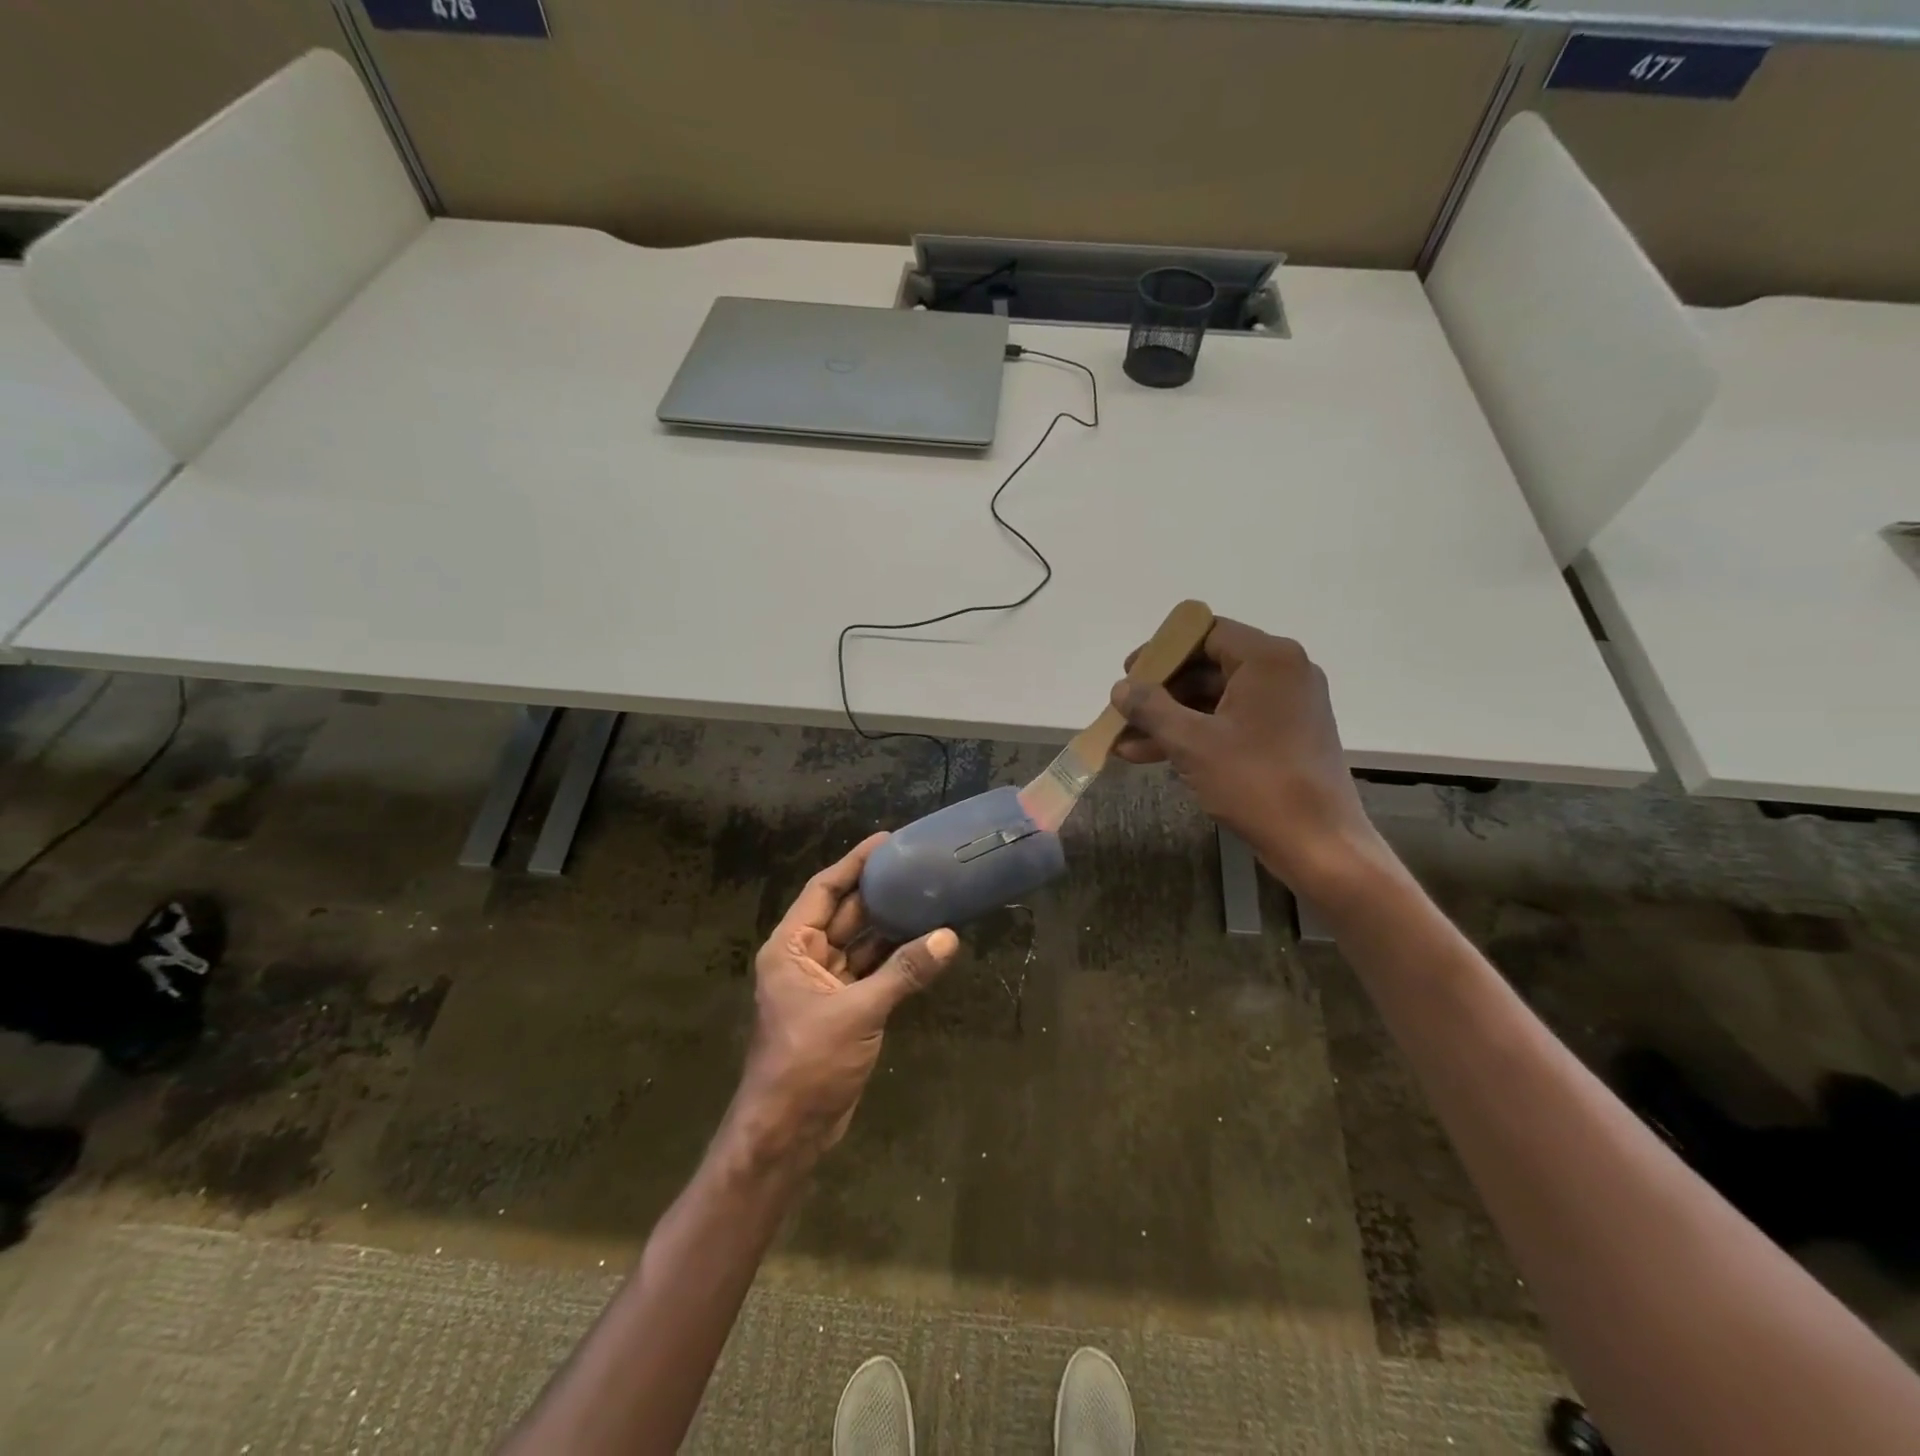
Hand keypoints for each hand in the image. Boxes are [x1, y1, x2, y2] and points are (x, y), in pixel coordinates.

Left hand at [729, 833, 959, 1168]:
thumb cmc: (807, 1063)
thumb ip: (903, 972)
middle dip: (879, 891)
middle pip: (846, 913)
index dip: (854, 863)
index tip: (887, 841)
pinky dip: (897, 959)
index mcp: (791, 948)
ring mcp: (826, 985)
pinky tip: (927, 942)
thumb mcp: (857, 1013)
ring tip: (930, 896)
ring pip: (863, 943)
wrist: (787, 1134)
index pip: (824, 890)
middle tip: (918, 865)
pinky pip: (873, 971)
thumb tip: (949, 936)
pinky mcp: (845, 1009)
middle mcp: (806, 958)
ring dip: (892, 925)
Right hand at [1110, 620, 1385, 901]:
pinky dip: (1196, 734)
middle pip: (1209, 665)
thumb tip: (1121, 688)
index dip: (1162, 650)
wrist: (1318, 843)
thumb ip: (1151, 708)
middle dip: (1161, 691)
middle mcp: (1283, 672)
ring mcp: (1288, 705)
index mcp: (1268, 659)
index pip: (1206, 632)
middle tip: (1124, 709)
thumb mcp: (1192, 743)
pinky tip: (1152, 755)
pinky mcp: (1286, 735)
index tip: (1129, 672)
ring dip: (1171, 718)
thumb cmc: (1255, 782)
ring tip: (1125, 741)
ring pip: (1216, 699)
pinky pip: (1232, 722)